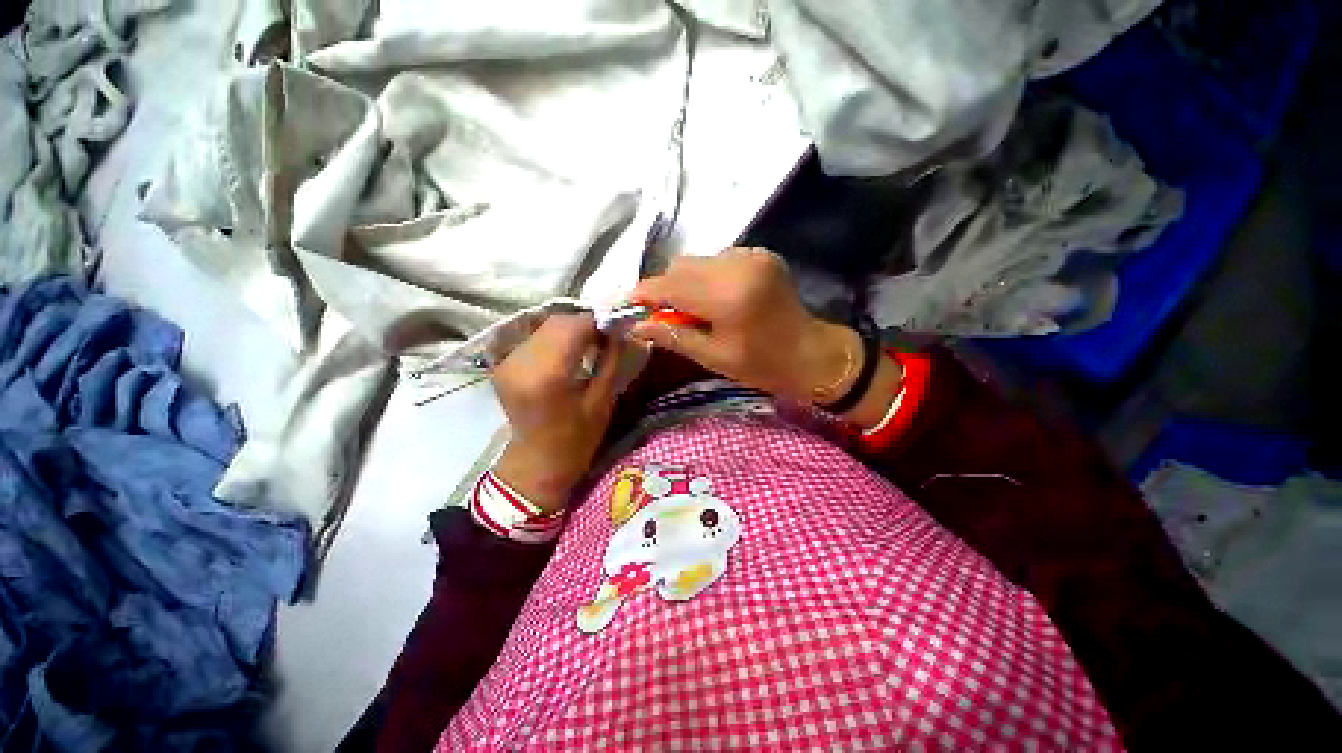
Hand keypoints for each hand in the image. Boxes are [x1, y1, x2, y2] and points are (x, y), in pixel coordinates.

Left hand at [492, 313, 624, 512]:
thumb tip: (621, 330)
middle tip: (606, 336)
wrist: (537, 462)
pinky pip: (535, 337)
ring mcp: (508, 362)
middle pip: (558, 322)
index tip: (618, 328)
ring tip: (590, 343)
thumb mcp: (602, 401)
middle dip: (586, 323)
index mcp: (547, 375)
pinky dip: (556, 337)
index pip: (574, 327)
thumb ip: (610, 360)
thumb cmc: (576, 439)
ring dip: (571, 329)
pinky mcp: (504, 364)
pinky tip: (570, 351)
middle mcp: (521, 362)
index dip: (599, 322)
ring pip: (546, 326)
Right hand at [628, 249, 860, 403]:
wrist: (812, 355)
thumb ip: (673, 337)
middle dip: (666, 289)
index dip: (645, 293)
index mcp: (727, 296)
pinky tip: (715, 298)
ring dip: (687, 283)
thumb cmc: (762, 365)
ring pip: (698, 261)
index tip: (628, 304)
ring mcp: (752, 256)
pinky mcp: (761, 254)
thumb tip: (637, 326)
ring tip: (693, 309)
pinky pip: (718, 260)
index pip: (671, 285)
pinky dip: (707, 277)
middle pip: (682, 266)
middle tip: (663, 315)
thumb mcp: (714, 357)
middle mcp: (738, 266)